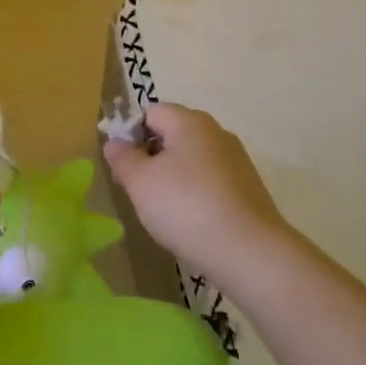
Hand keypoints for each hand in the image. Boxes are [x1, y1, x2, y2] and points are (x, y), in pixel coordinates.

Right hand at [103, 103, 292, 280]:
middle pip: (173, 134)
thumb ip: (122, 157)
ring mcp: (236, 161)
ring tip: (162, 210)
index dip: (130, 133)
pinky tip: (190, 222)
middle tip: (137, 189)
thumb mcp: (140, 182)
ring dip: (172, 178)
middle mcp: (217, 133)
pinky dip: (195, 194)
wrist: (249, 252)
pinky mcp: (248, 189)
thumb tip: (115, 142)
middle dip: (150, 157)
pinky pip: (210, 181)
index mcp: (190, 122)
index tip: (122, 166)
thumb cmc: (186, 207)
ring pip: (192, 160)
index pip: (151, 112)